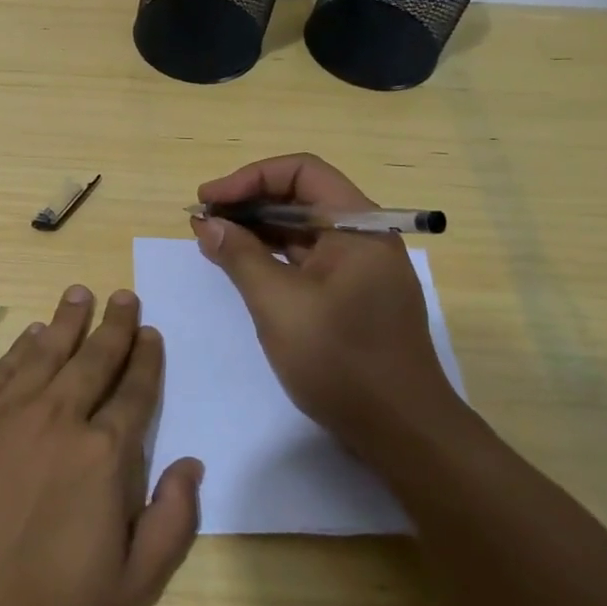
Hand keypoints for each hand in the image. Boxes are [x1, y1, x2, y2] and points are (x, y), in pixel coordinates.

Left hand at [0, 287, 202, 605]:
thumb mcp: (131, 587)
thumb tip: (191, 464)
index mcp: (102, 455)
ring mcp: (7, 412)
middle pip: (93, 359)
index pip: (134, 392)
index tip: (151, 333)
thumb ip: (172, 522)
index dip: (146, 359)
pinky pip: (2, 369)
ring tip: (80, 293)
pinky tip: (32, 333)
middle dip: (114, 325)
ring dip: (68, 320)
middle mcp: (58, 418)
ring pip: (46, 351)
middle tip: (124, 296)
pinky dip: (21, 346)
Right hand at [191, 153, 464, 458]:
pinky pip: (307, 259)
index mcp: (357, 226)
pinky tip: (241, 267)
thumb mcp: (278, 304)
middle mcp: (363, 237)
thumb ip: (239, 255)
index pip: (301, 172)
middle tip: (204, 220)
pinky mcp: (352, 297)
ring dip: (257, 229)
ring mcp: (360, 269)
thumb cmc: (340, 360)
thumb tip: (207, 223)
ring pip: (302, 229)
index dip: (250, 178)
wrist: (402, 433)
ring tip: (213, 240)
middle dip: (248, 203)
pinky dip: (272, 256)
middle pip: (301, 197)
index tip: (209, 200)